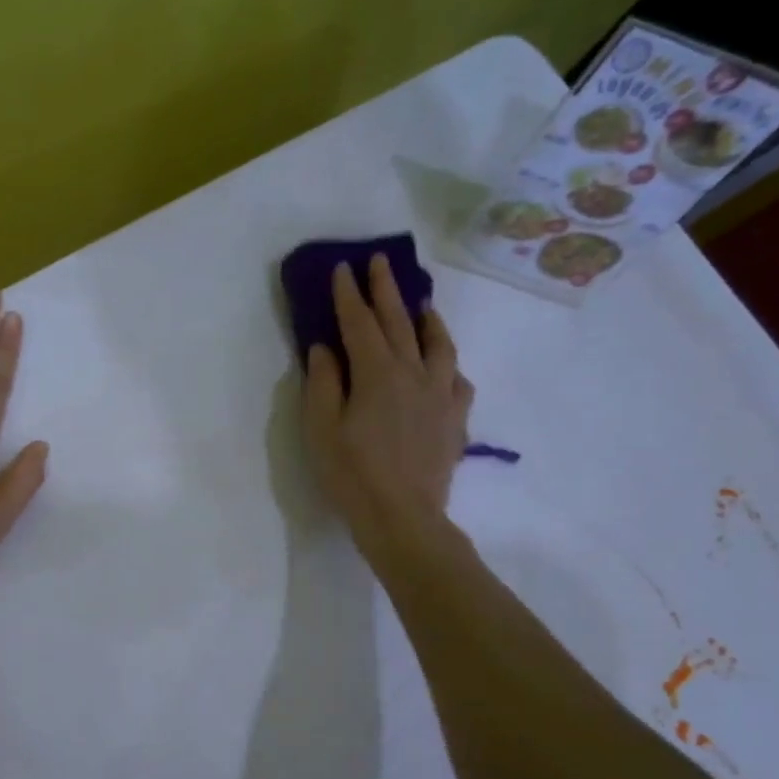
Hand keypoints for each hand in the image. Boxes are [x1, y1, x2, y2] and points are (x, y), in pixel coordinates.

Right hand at [302, 257, 472, 559]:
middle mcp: (413, 373)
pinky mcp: (455, 418)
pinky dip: (447, 362)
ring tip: (420, 302)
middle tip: (380, 261)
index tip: (343, 267)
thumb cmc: (351, 474)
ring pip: (438, 343)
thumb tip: (324, 348)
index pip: (360, 323)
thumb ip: (322, 384)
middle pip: (399, 322)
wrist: (403, 517)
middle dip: (386, 289)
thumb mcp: (321, 430)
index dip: (349, 294)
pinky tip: (443, 364)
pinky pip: (457, 378)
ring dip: (426, 318)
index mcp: (376, 374)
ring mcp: (440, 394)